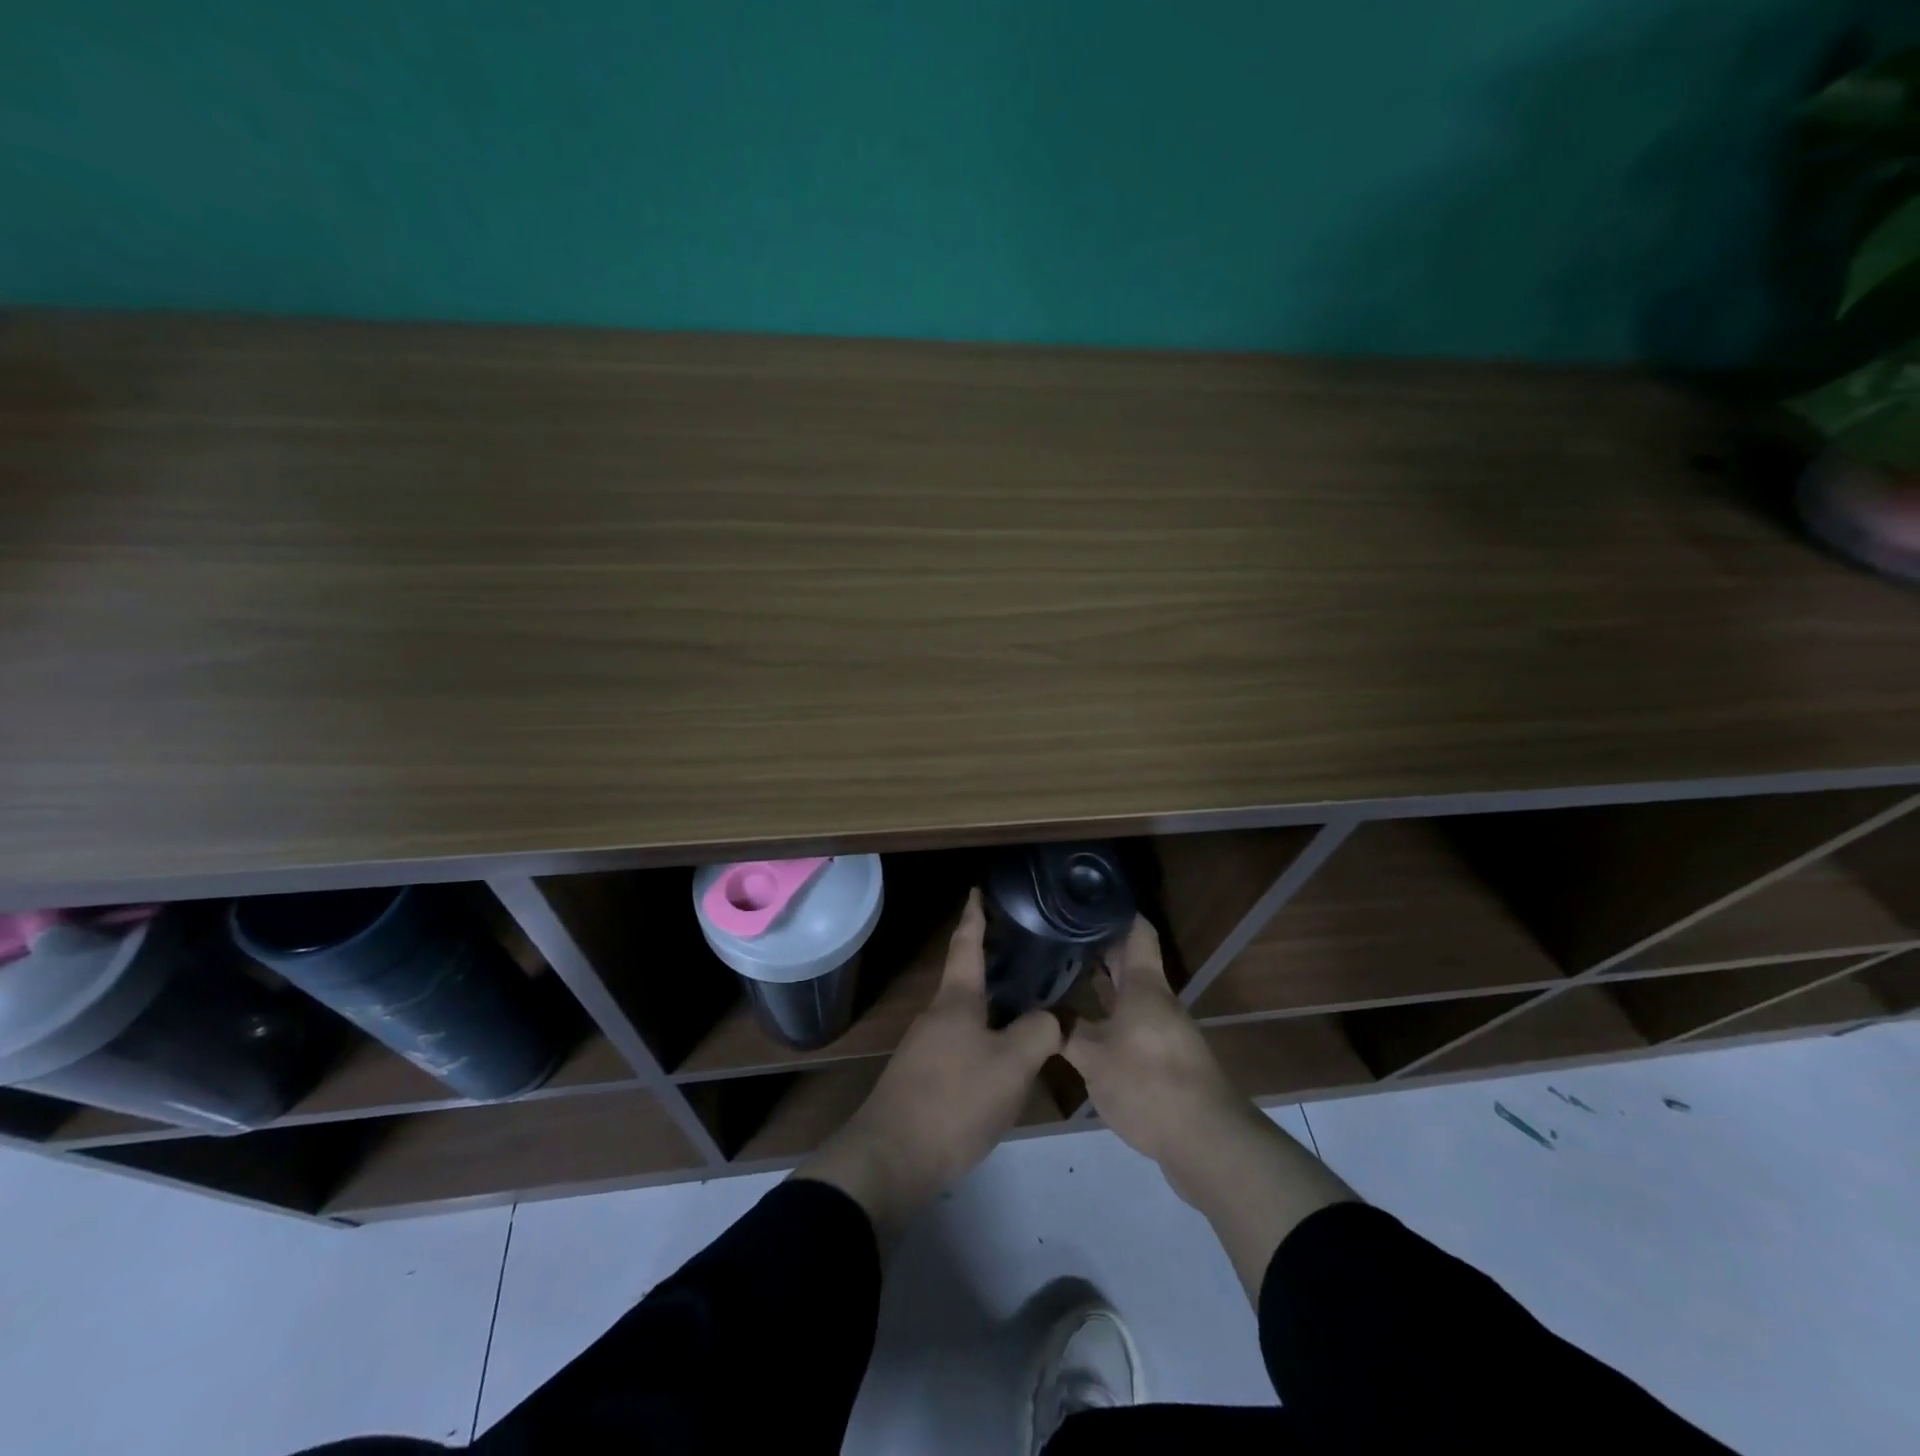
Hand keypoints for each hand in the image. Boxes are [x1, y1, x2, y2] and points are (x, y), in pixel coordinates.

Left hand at [798, 889, 1061, 1242]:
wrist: (893, 1157)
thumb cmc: (954, 1099)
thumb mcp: (1011, 1065)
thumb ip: (1039, 1033)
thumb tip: (1053, 1018)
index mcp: (956, 1000)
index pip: (967, 945)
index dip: (974, 916)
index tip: (977, 890)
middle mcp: (937, 1015)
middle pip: (968, 981)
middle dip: (994, 966)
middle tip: (1027, 955)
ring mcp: (926, 1047)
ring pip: (967, 1017)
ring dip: (994, 1008)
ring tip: (1028, 1010)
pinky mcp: (923, 1078)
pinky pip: (962, 1046)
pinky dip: (986, 1040)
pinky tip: (1005, 1061)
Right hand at [1064, 915, 1357, 1293]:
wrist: (1206, 1142)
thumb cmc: (1150, 1084)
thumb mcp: (1094, 1057)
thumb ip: (1064, 1031)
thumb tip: (1038, 1012)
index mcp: (1145, 986)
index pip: (1136, 930)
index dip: (1113, 910)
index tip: (1082, 898)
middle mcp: (1156, 1000)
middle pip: (1129, 961)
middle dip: (1097, 945)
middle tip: (1057, 934)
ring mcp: (1162, 1030)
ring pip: (1128, 994)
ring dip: (1100, 984)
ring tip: (1060, 973)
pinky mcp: (1162, 1059)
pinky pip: (1129, 1024)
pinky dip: (1106, 1016)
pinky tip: (1080, 1026)